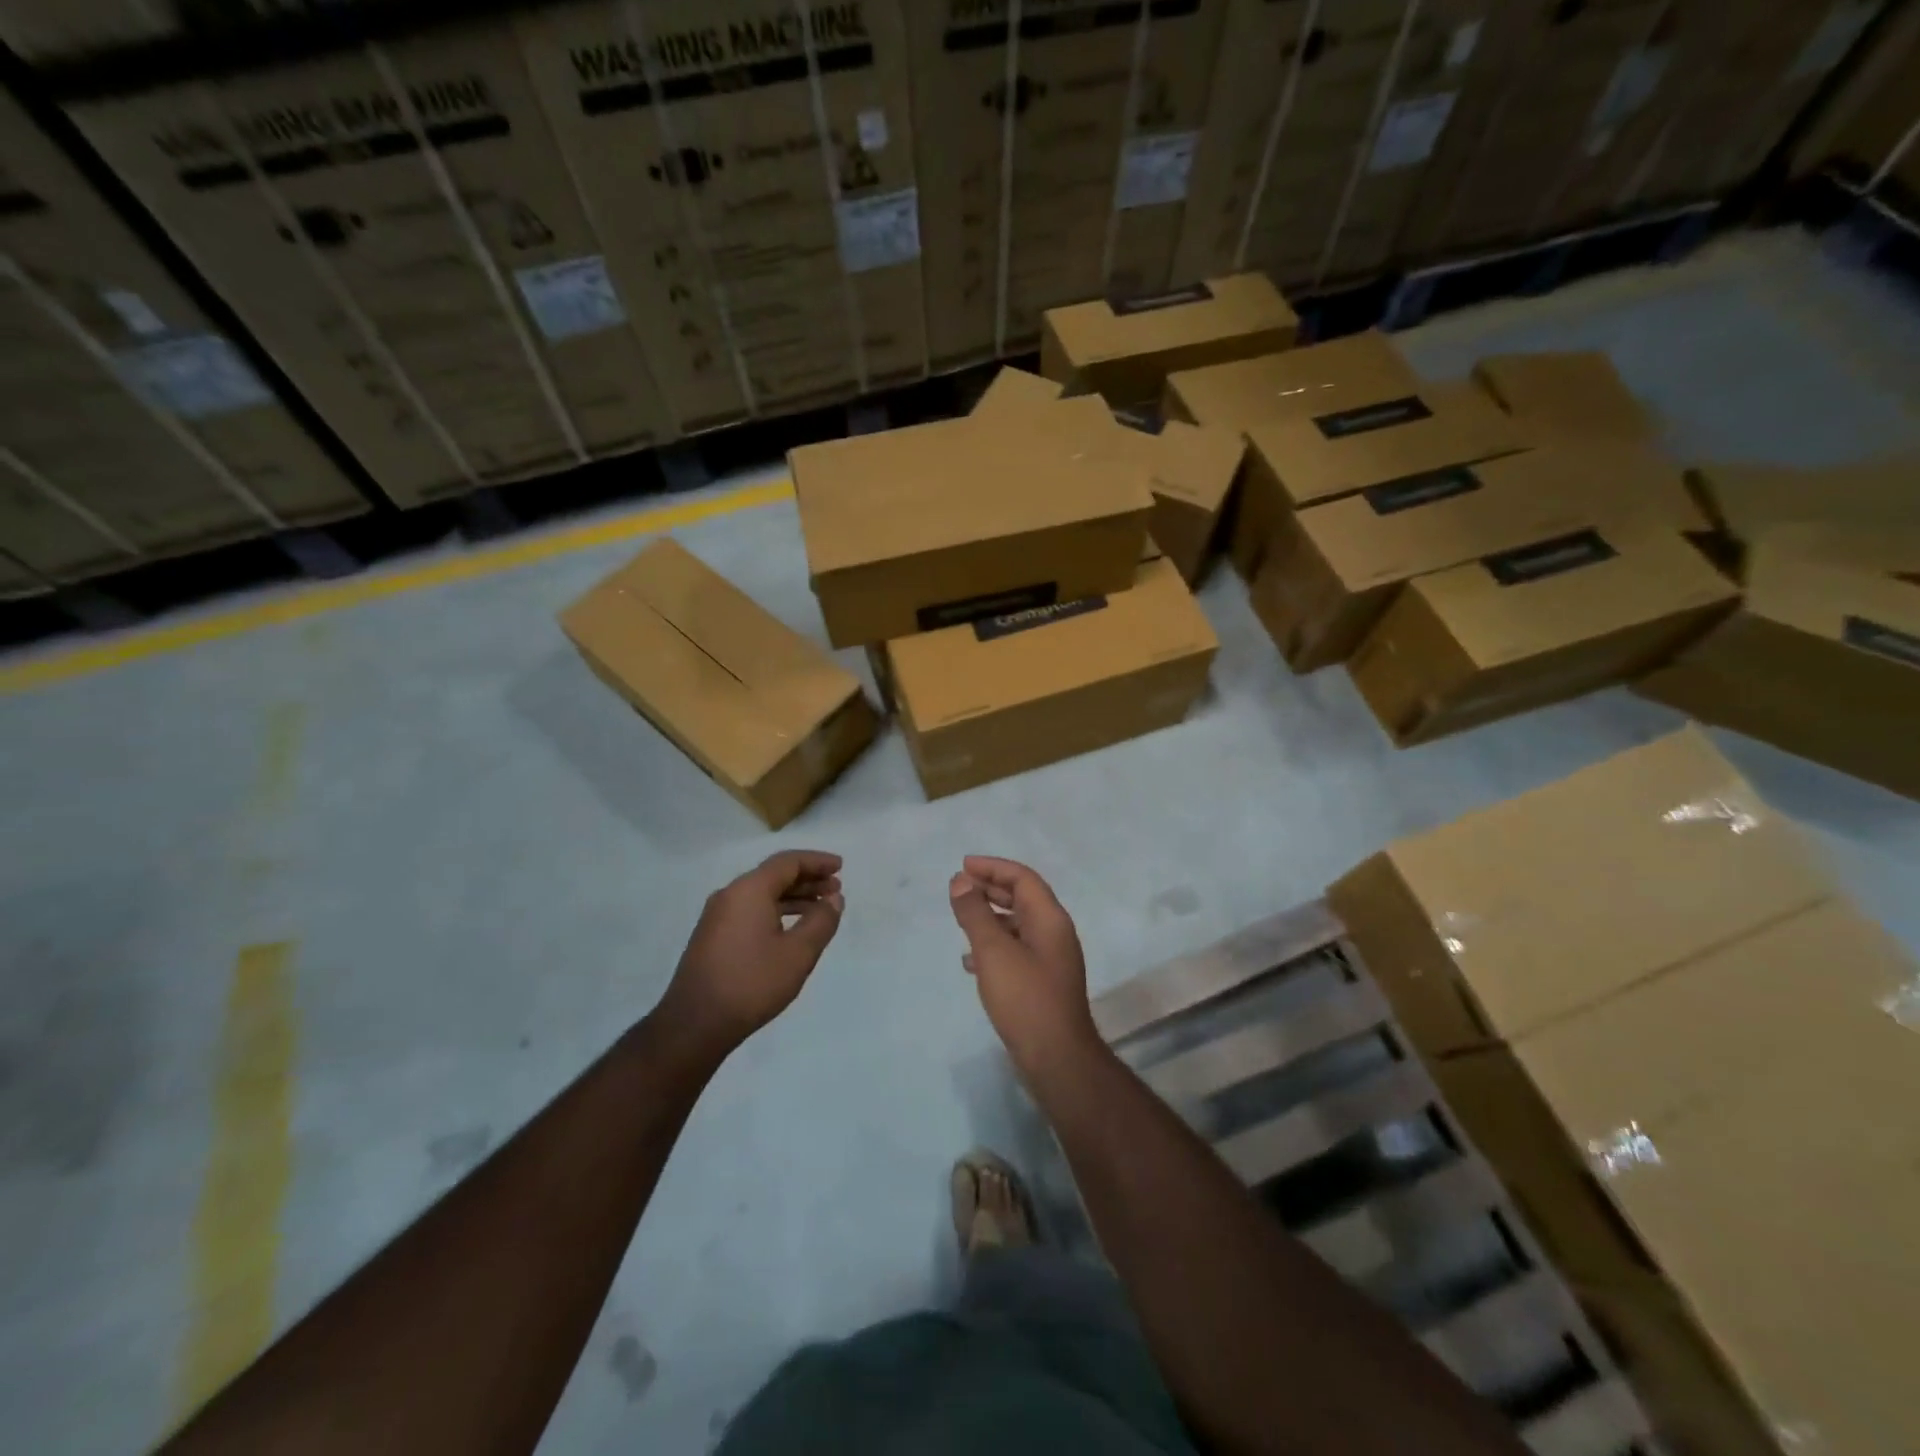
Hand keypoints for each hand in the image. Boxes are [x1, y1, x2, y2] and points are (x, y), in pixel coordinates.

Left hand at [658, 850, 843, 1058]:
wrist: (695, 1024)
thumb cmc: (752, 983)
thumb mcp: (798, 953)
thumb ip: (821, 920)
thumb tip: (834, 899)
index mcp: (749, 890)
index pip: (788, 862)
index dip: (817, 861)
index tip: (840, 867)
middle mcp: (730, 895)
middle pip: (774, 875)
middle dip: (808, 879)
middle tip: (836, 889)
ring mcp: (717, 916)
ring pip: (762, 895)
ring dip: (793, 897)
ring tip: (820, 909)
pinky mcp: (713, 937)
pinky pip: (750, 910)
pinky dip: (776, 911)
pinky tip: (791, 929)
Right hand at [949, 856, 1100, 1080]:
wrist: (1056, 1058)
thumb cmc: (1025, 998)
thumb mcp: (993, 951)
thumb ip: (975, 913)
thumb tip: (960, 881)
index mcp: (1050, 919)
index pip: (1023, 878)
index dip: (993, 867)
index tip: (963, 866)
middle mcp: (1054, 933)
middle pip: (1022, 898)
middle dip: (990, 889)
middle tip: (959, 886)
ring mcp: (1050, 959)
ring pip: (1017, 925)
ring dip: (990, 917)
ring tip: (960, 918)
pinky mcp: (1041, 982)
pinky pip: (1015, 950)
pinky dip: (993, 946)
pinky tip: (970, 961)